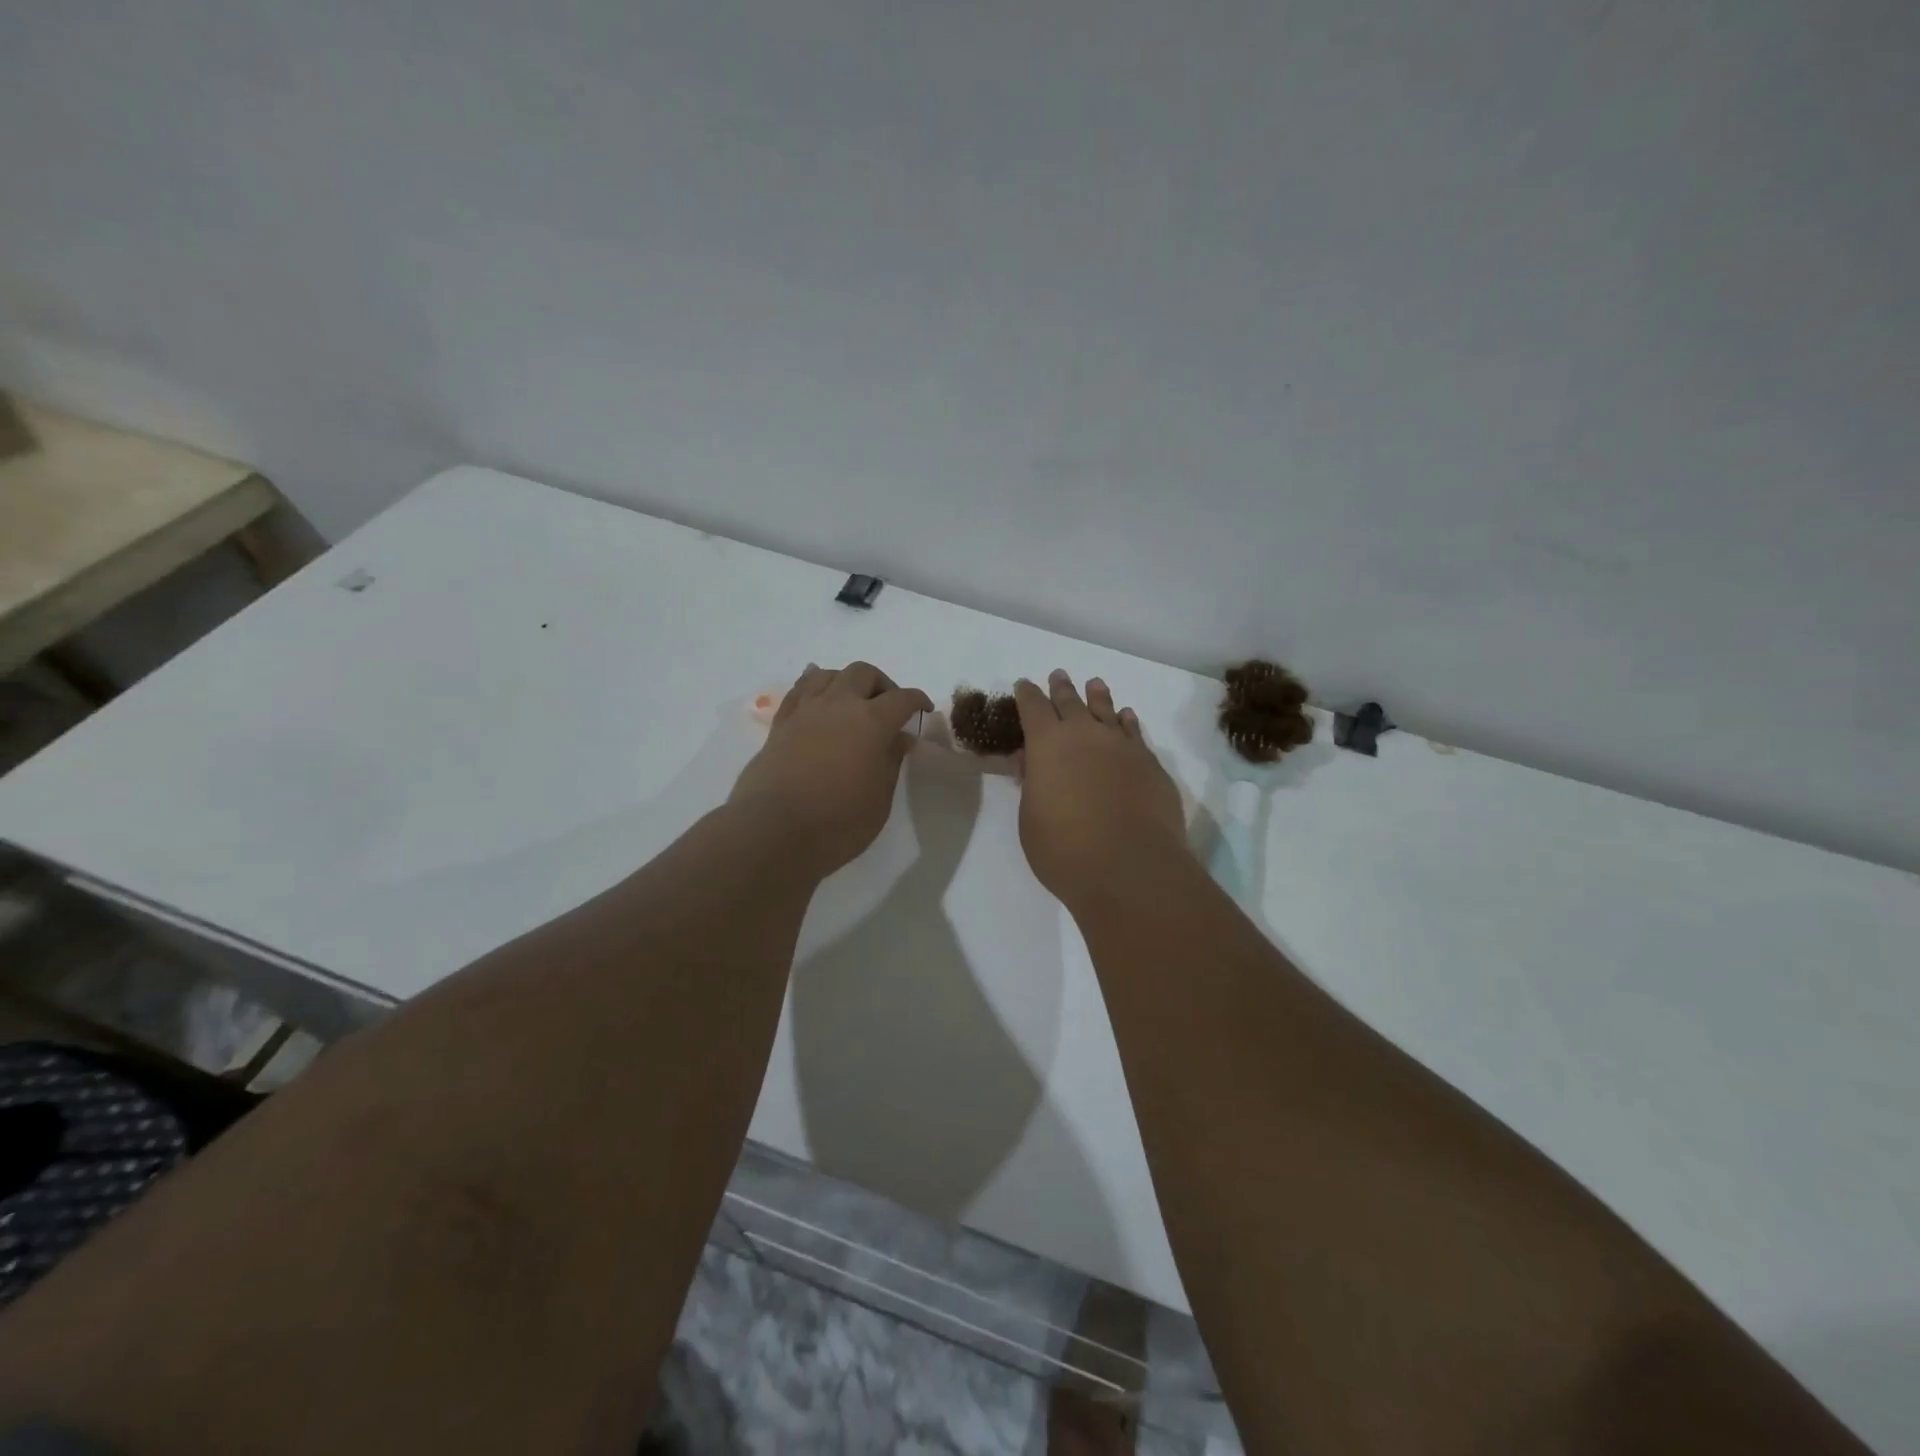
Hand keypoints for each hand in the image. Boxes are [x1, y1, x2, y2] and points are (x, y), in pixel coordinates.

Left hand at [730, 662, 933, 878]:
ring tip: (852, 704)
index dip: (917, 700)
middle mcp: (839, 705)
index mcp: (871, 722)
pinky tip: (819, 701)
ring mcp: (805, 711)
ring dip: (846, 682)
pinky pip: (799, 690)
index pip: (902, 698)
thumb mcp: (879, 798)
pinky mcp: (780, 724)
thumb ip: (891, 761)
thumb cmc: (837, 822)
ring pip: (828, 674)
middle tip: (888, 709)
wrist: (772, 831)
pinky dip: (813, 687)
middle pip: (863, 673)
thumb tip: (900, 737)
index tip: (923, 710)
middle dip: (881, 685)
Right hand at [1013, 670, 1188, 913]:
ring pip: (1107, 711)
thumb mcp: (1031, 819)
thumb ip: (1032, 786)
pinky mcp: (1150, 764)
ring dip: (1098, 696)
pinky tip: (1126, 717)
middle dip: (1061, 688)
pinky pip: (1135, 733)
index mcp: (1047, 744)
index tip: (1024, 685)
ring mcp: (1122, 747)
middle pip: (1071, 702)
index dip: (1027, 695)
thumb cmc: (1065, 849)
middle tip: (1058, 675)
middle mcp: (1085, 735)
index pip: (1033, 708)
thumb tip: (1033, 765)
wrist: (1130, 867)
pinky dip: (1128, 722)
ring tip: (1095, 684)